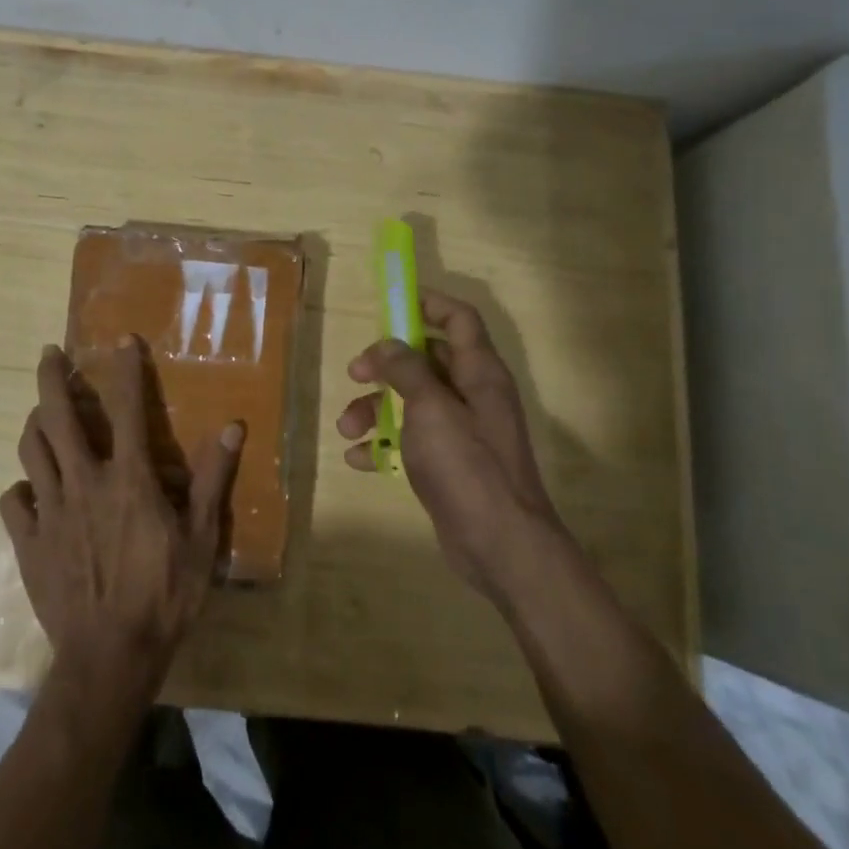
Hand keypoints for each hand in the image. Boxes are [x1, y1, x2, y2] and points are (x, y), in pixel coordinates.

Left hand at [0, 340, 242, 697]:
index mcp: (128, 478)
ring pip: (30, 451)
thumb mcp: (201, 539)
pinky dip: (20, 486)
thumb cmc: (164, 595)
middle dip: (51, 378)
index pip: (127, 408)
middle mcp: (83, 482)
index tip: (121, 340)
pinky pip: (13, 500)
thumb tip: (232, 428)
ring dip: (34, 423)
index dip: (125, 369)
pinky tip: (30, 489)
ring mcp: (49, 512)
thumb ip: (211, 479)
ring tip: (40, 412)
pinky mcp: (27, 542)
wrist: (109, 658)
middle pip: (56, 417)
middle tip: (49, 353)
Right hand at [337, 289, 563, 603]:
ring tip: (348, 427)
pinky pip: (410, 439)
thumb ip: (407, 369)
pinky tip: (359, 459)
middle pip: (426, 359)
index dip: (427, 303)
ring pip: (411, 401)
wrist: (500, 545)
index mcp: (478, 371)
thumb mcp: (431, 408)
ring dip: (375, 408)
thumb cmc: (467, 465)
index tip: (390, 304)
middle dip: (386, 364)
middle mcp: (472, 394)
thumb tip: (388, 344)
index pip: (458, 318)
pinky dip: (383, 444)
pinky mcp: (448, 463)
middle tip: (356, 374)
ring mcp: (461, 430)